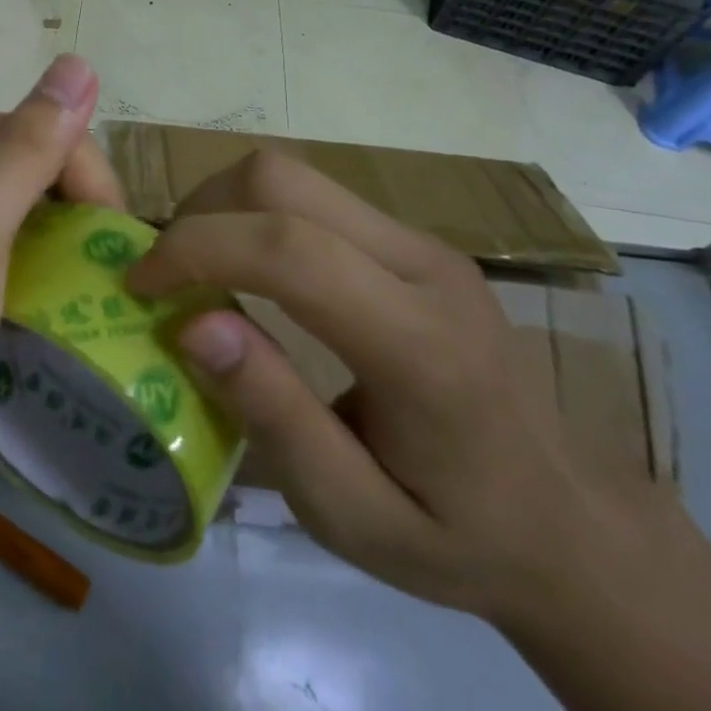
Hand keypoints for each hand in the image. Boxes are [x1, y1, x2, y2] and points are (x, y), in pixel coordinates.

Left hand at [0, 55, 121, 467]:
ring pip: (45, 213)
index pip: (52, 131)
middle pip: (50, 170)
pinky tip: (67, 310)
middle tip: (106, 282)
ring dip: (75, 251)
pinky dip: (53, 277)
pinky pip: (26, 252)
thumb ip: (23, 152)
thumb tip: (80, 63)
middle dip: (84, 219)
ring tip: (97, 300)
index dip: (90, 184)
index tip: (109, 250)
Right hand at [126, 149, 599, 620]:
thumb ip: (273, 416)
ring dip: (223, 207)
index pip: (289, 252)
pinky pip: (312, 196)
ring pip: (292, 175)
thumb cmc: (456, 535)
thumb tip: (192, 325)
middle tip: (167, 276)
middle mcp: (425, 266)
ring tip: (197, 270)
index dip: (196, 250)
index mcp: (420, 344)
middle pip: (282, 180)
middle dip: (201, 212)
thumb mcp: (351, 515)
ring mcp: (423, 243)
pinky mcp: (413, 240)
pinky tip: (247, 270)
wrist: (571, 524)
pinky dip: (254, 215)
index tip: (138, 286)